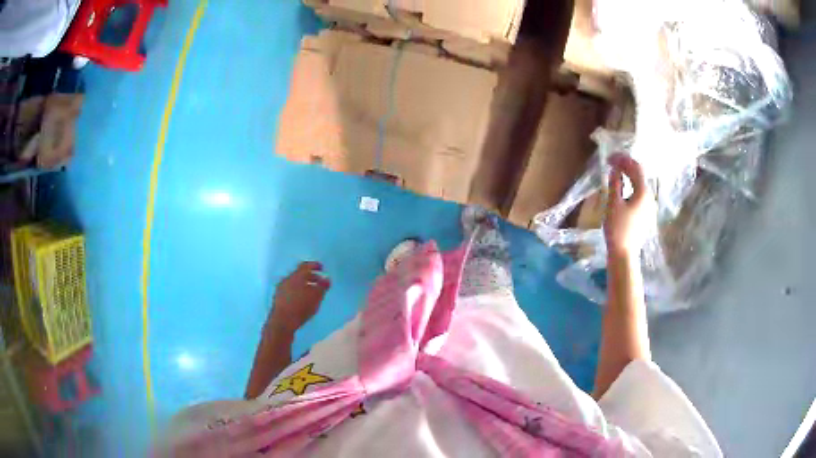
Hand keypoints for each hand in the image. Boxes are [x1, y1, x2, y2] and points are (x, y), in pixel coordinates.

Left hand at [267, 262, 330, 336]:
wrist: (282, 322)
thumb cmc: (301, 307)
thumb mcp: (316, 297)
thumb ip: (322, 286)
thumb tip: (326, 279)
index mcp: (297, 276)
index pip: (305, 266)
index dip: (314, 265)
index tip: (321, 268)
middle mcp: (287, 279)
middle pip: (299, 274)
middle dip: (310, 277)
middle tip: (319, 283)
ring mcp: (280, 289)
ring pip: (294, 283)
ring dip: (303, 286)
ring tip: (311, 294)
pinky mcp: (277, 299)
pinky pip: (289, 291)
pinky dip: (296, 292)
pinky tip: (301, 301)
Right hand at [604, 154, 655, 258]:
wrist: (624, 254)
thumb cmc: (617, 229)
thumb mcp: (613, 203)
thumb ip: (615, 183)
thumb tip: (614, 169)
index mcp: (643, 193)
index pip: (635, 168)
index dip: (623, 159)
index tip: (609, 157)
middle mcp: (650, 197)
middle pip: (640, 175)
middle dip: (626, 166)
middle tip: (611, 163)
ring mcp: (649, 207)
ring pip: (640, 185)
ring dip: (628, 176)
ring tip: (616, 173)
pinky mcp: (646, 215)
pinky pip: (639, 194)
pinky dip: (631, 186)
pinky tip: (623, 189)